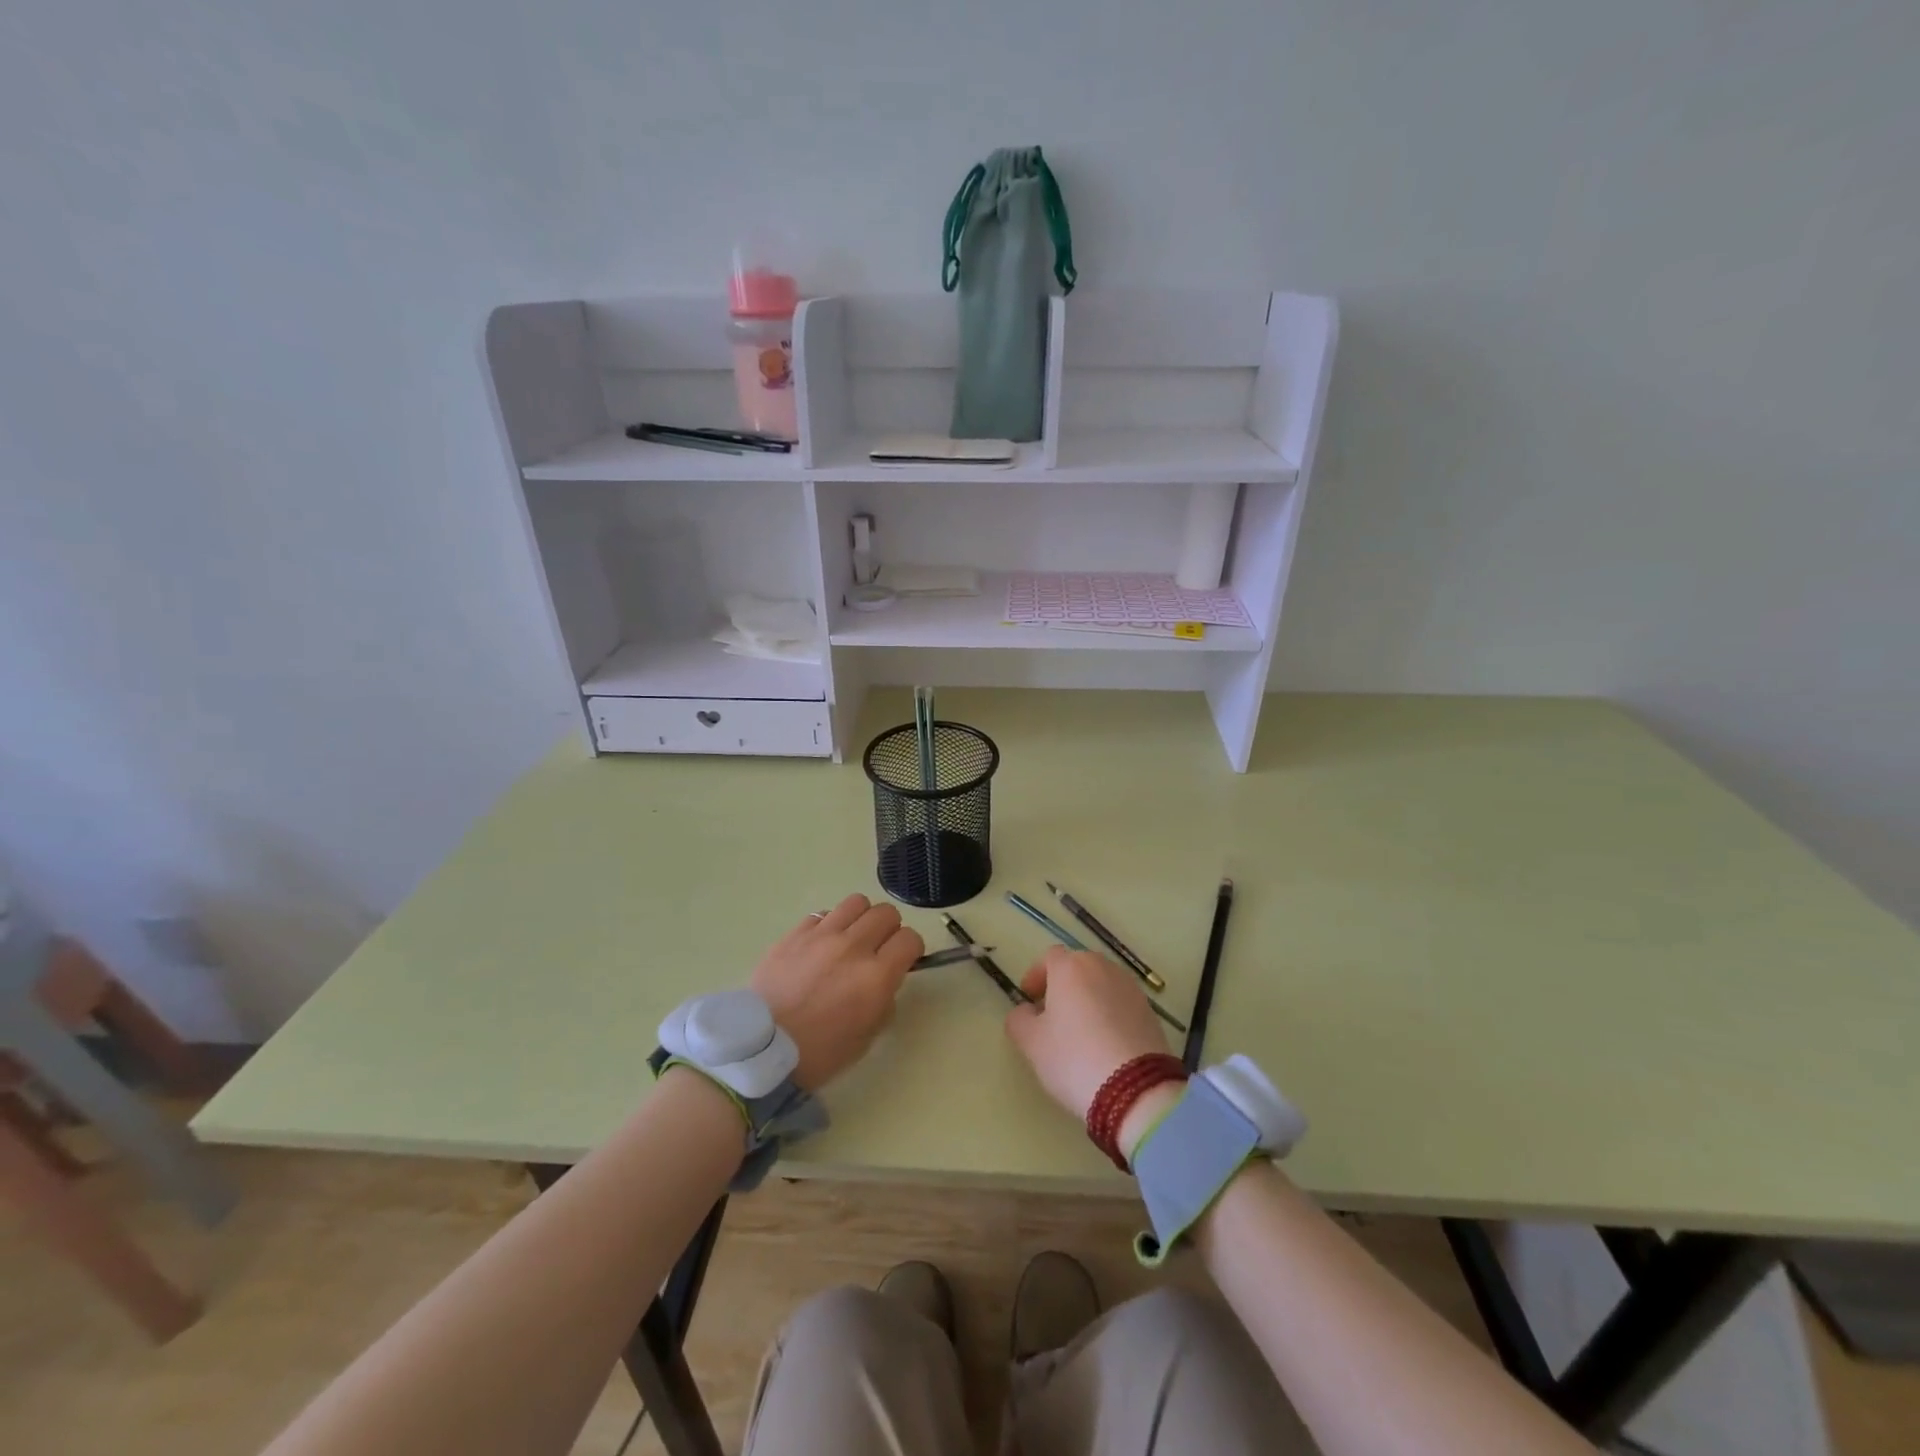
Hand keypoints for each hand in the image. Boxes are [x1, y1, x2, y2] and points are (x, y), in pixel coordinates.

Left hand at [750, 894, 922, 1089]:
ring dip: (861, 918)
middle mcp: (853, 947)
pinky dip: (830, 925)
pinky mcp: (795, 933)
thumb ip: (884, 1000)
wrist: (760, 1050)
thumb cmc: (819, 1053)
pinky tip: (821, 945)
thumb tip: (885, 979)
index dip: (911, 949)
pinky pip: (823, 914)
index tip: (903, 960)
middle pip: (886, 913)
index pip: (910, 939)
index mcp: (876, 976)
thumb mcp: (866, 1037)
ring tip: (852, 937)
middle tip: (879, 948)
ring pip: (857, 903)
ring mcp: (822, 935)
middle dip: (889, 929)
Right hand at [1003, 947, 1173, 1120]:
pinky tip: (1105, 1044)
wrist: (1135, 1089)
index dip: (1037, 975)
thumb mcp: (1031, 1042)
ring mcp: (1130, 987)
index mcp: (1071, 967)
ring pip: (1101, 984)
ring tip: (1080, 1032)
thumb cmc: (1073, 1057)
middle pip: (1077, 968)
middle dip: (1063, 986)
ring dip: (1088, 999)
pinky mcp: (1150, 1011)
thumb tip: (1026, 1011)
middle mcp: (1102, 967)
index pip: (1049, 957)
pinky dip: (1109, 1014)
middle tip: (1053, 1015)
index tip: (1030, 998)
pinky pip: (1121, 1003)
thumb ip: (1019, 1019)